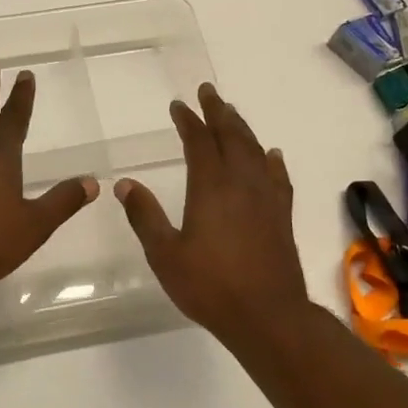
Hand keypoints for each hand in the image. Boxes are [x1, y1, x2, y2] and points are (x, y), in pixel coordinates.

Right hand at [116, 83, 314, 353]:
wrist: (268, 316)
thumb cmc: (210, 286)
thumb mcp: (165, 254)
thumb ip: (144, 216)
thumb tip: (125, 183)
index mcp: (210, 187)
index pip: (199, 142)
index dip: (188, 121)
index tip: (179, 105)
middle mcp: (241, 183)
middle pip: (231, 136)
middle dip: (218, 112)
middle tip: (209, 92)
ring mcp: (266, 198)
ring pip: (255, 151)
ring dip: (242, 129)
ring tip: (232, 114)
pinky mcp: (282, 215)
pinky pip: (278, 176)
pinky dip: (272, 160)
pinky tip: (271, 155)